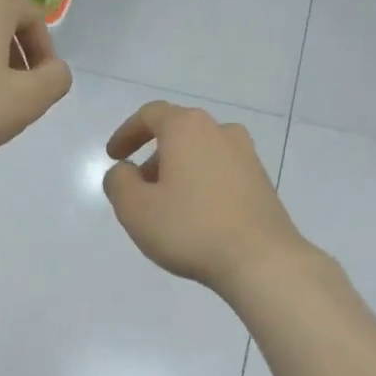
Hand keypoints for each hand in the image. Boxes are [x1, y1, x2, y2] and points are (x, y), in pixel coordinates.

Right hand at [102, 101, 321, 295]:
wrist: (261, 260)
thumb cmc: (190, 228)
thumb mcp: (135, 208)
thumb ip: (118, 182)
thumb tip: (124, 172)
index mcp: (187, 129)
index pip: (151, 115)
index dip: (126, 133)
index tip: (114, 157)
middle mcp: (220, 131)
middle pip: (178, 133)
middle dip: (152, 157)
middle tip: (137, 188)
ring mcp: (247, 156)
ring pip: (200, 153)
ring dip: (177, 171)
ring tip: (165, 207)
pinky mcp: (261, 182)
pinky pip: (220, 172)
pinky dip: (200, 184)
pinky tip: (194, 217)